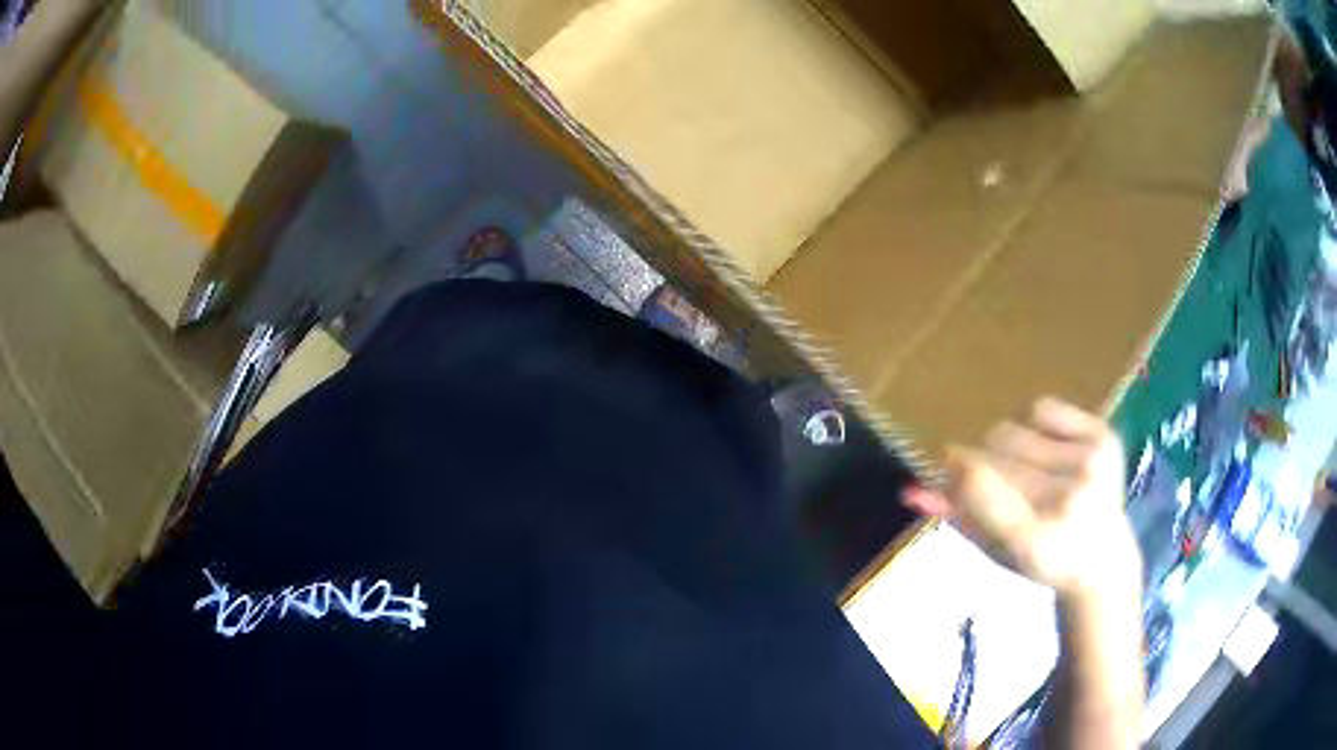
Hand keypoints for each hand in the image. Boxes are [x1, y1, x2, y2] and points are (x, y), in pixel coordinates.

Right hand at [907, 398, 1141, 600]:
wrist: (1101, 557)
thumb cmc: (1037, 557)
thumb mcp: (993, 551)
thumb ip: (955, 516)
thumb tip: (911, 488)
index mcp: (1036, 544)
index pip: (982, 493)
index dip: (957, 475)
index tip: (945, 465)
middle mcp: (1069, 501)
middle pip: (995, 456)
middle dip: (981, 464)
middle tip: (991, 479)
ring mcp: (1091, 465)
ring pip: (1013, 430)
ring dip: (1005, 446)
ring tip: (1023, 469)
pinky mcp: (1106, 438)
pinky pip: (1045, 408)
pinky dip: (1034, 422)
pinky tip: (1044, 446)